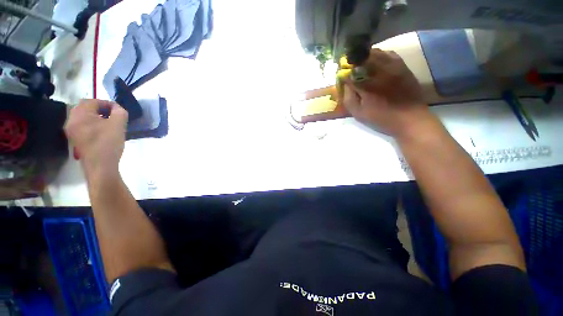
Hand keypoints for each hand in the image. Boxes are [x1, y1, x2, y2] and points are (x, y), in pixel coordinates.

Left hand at [65, 99, 127, 174]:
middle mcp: (72, 121)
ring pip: (83, 118)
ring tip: (105, 125)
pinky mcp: (73, 143)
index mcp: (80, 112)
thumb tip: (115, 110)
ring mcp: (71, 133)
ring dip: (93, 118)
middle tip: (109, 116)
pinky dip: (89, 128)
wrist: (101, 174)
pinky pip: (81, 128)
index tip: (117, 112)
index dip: (108, 105)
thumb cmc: (107, 145)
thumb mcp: (119, 122)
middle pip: (86, 108)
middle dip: (98, 110)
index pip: (96, 101)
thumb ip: (119, 109)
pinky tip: (98, 134)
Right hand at [341, 49, 431, 137]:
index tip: (345, 77)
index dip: (344, 73)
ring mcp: (390, 64)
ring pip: (373, 52)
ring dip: (367, 57)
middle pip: (359, 57)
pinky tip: (382, 64)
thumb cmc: (386, 119)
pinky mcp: (401, 64)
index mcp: (364, 82)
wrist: (413, 119)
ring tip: (368, 65)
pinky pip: (388, 53)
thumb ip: (348, 97)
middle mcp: (376, 69)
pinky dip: (382, 56)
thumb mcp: (361, 114)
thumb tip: (345, 83)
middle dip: (354, 62)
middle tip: (356, 70)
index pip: (347, 71)